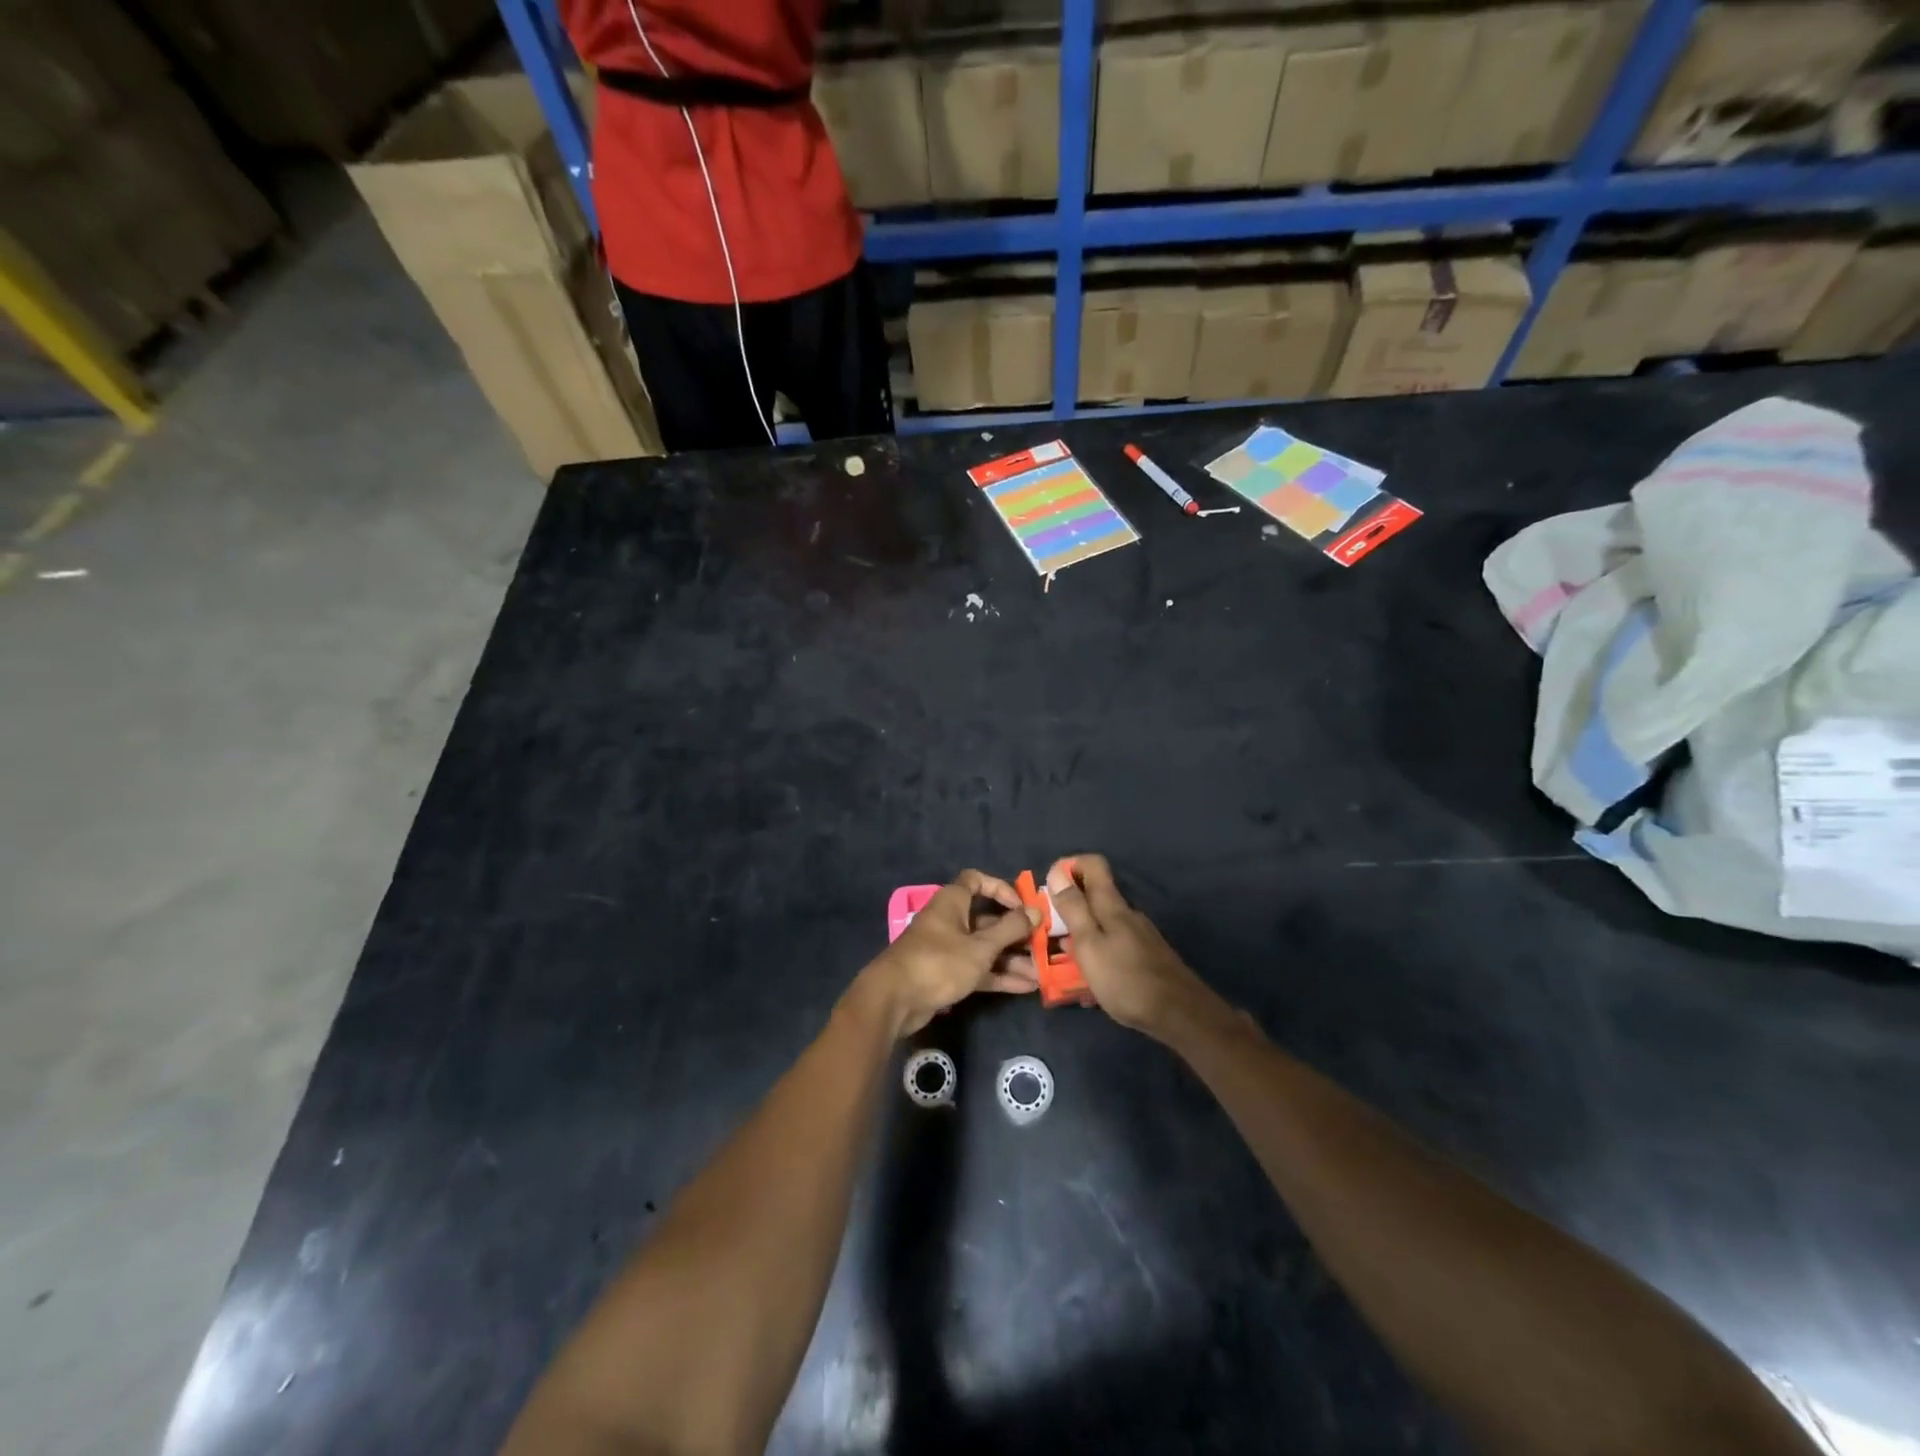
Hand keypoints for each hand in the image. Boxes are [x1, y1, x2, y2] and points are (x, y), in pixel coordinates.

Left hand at [855, 871, 1040, 1035]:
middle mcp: (949, 921)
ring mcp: (947, 949)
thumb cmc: (939, 962)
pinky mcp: (946, 974)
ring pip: (984, 948)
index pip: (976, 881)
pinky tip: (1025, 988)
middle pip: (986, 919)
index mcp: (952, 902)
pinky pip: (977, 969)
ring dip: (1011, 959)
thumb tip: (1036, 911)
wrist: (894, 1000)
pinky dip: (998, 976)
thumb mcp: (980, 947)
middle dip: (1015, 933)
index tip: (1022, 906)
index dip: (1000, 889)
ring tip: (1040, 973)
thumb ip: (1010, 929)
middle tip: (1042, 945)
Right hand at [1046, 855, 1210, 1038]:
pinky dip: (1098, 956)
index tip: (1049, 887)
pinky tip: (1091, 984)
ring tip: (1063, 962)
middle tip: (1048, 932)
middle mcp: (1127, 914)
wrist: (1179, 1014)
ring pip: (1103, 925)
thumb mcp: (1089, 944)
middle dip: (1069, 908)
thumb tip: (1056, 871)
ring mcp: (1140, 936)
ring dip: (1081, 936)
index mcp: (1112, 906)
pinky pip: (1114, 947)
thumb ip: (1073, 908)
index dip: (1069, 866)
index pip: (1093, 864)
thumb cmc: (1126, 979)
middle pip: (1095, 896)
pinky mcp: (1146, 957)